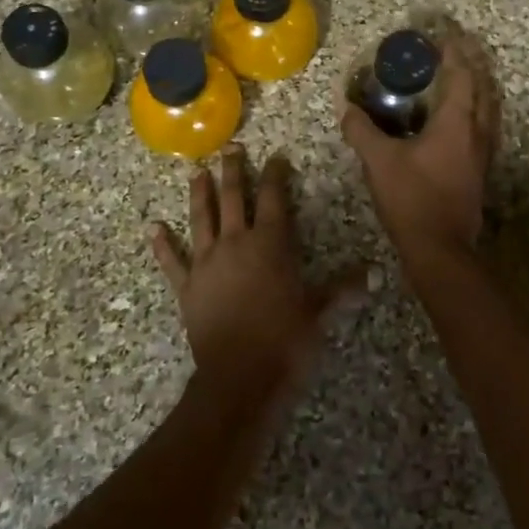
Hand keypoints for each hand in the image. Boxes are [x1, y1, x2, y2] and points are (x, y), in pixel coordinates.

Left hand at [151, 147, 363, 405]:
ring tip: (197, 172)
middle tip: (231, 149)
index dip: (276, 175)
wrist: (240, 378)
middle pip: (233, 198)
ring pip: (201, 219)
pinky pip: (173, 261)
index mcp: (270, 244)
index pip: (274, 198)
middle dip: (233, 172)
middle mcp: (235, 244)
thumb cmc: (285, 341)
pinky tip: (153, 228)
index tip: (276, 157)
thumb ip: (344, 289)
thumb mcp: (320, 313)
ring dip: (199, 194)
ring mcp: (207, 264)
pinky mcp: (187, 288)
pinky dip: (163, 245)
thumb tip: (375, 273)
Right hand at [341, 36, 499, 260]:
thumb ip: (361, 130)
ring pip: (489, 107)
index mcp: (457, 122)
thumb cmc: (412, 198)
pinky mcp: (481, 169)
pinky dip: (477, 109)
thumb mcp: (378, 161)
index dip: (454, 50)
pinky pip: (485, 125)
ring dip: (478, 85)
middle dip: (471, 62)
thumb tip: (346, 108)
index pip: (462, 74)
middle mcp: (477, 131)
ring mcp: (484, 151)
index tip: (444, 32)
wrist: (441, 248)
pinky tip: (460, 117)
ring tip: (461, 74)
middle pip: (484, 86)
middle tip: (454, 48)